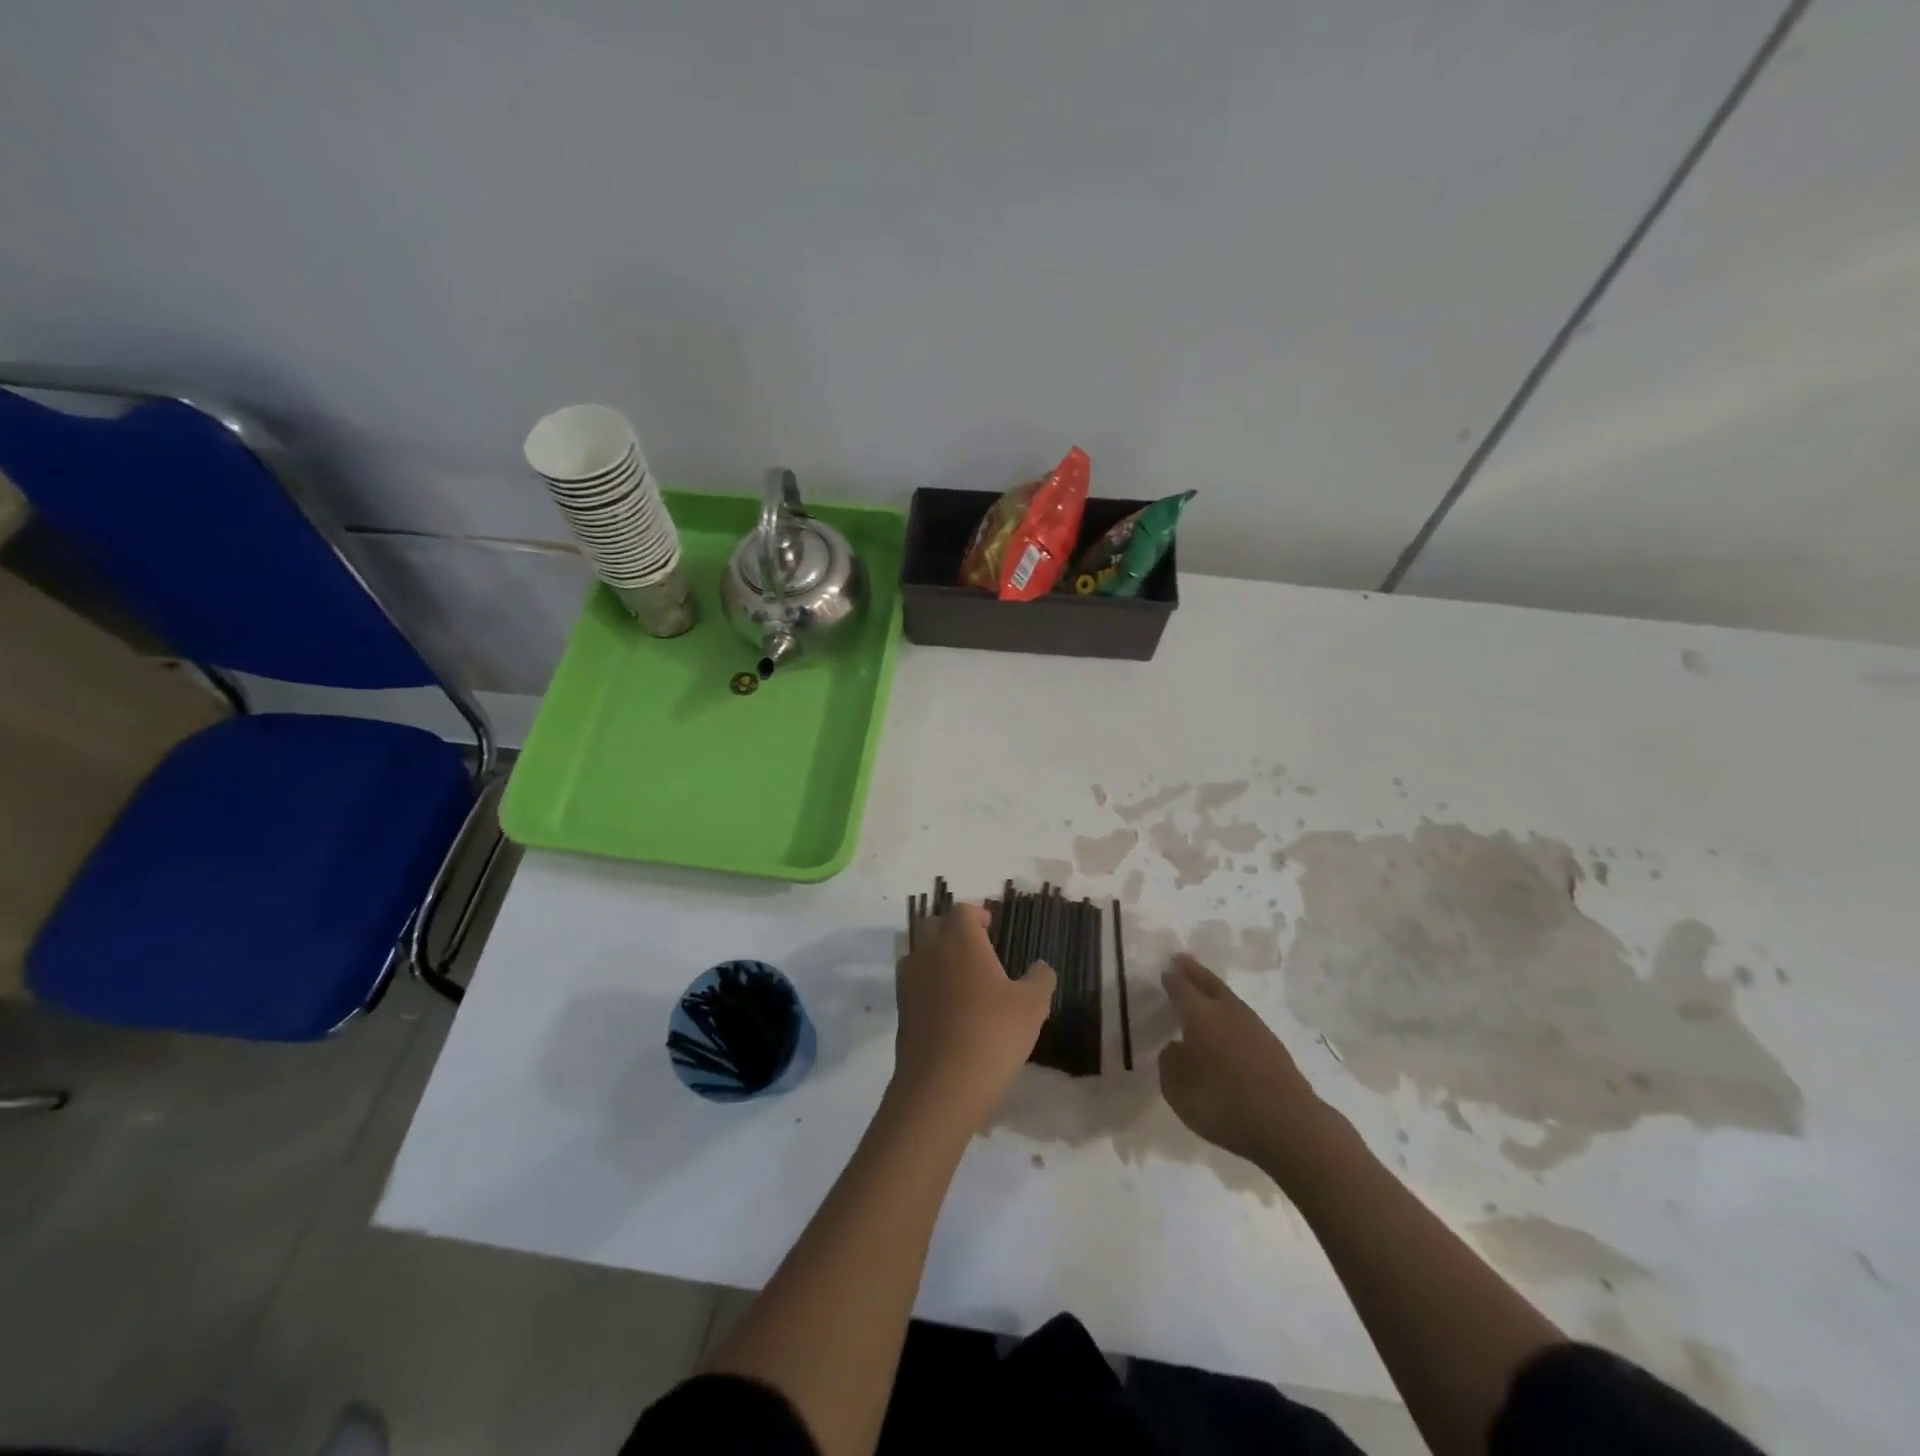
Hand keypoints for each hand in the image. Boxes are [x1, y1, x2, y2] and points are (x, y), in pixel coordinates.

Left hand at [891, 904, 1056, 1132]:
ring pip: (919, 952)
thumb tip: (1041, 966)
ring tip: (960, 977)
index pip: (962, 910)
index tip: (990, 927)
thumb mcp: (1033, 1005)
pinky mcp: (900, 1007)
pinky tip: (946, 1006)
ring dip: (936, 955)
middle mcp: (930, 951)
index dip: (977, 914)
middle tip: (974, 948)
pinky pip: (913, 981)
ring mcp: (909, 979)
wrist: (942, 1084)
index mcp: (960, 940)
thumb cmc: (993, 1033)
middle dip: (951, 929)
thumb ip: (1040, 978)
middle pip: (934, 924)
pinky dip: (927, 983)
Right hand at [1158, 955, 1344, 1181]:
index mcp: (1199, 1015)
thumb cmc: (1223, 1104)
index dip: (1171, 978)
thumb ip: (1170, 1064)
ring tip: (1203, 988)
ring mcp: (1254, 1026)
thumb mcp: (1178, 1090)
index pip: (1181, 987)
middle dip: (1193, 971)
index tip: (1165, 969)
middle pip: (1208, 983)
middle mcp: (1226, 1011)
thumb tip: (1176, 1047)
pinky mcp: (1272, 1045)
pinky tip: (1227, 1024)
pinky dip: (1230, 1013)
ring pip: (1228, 998)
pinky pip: (1242, 1018)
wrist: (1288, 1124)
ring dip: (1214, 989)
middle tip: (1181, 960)